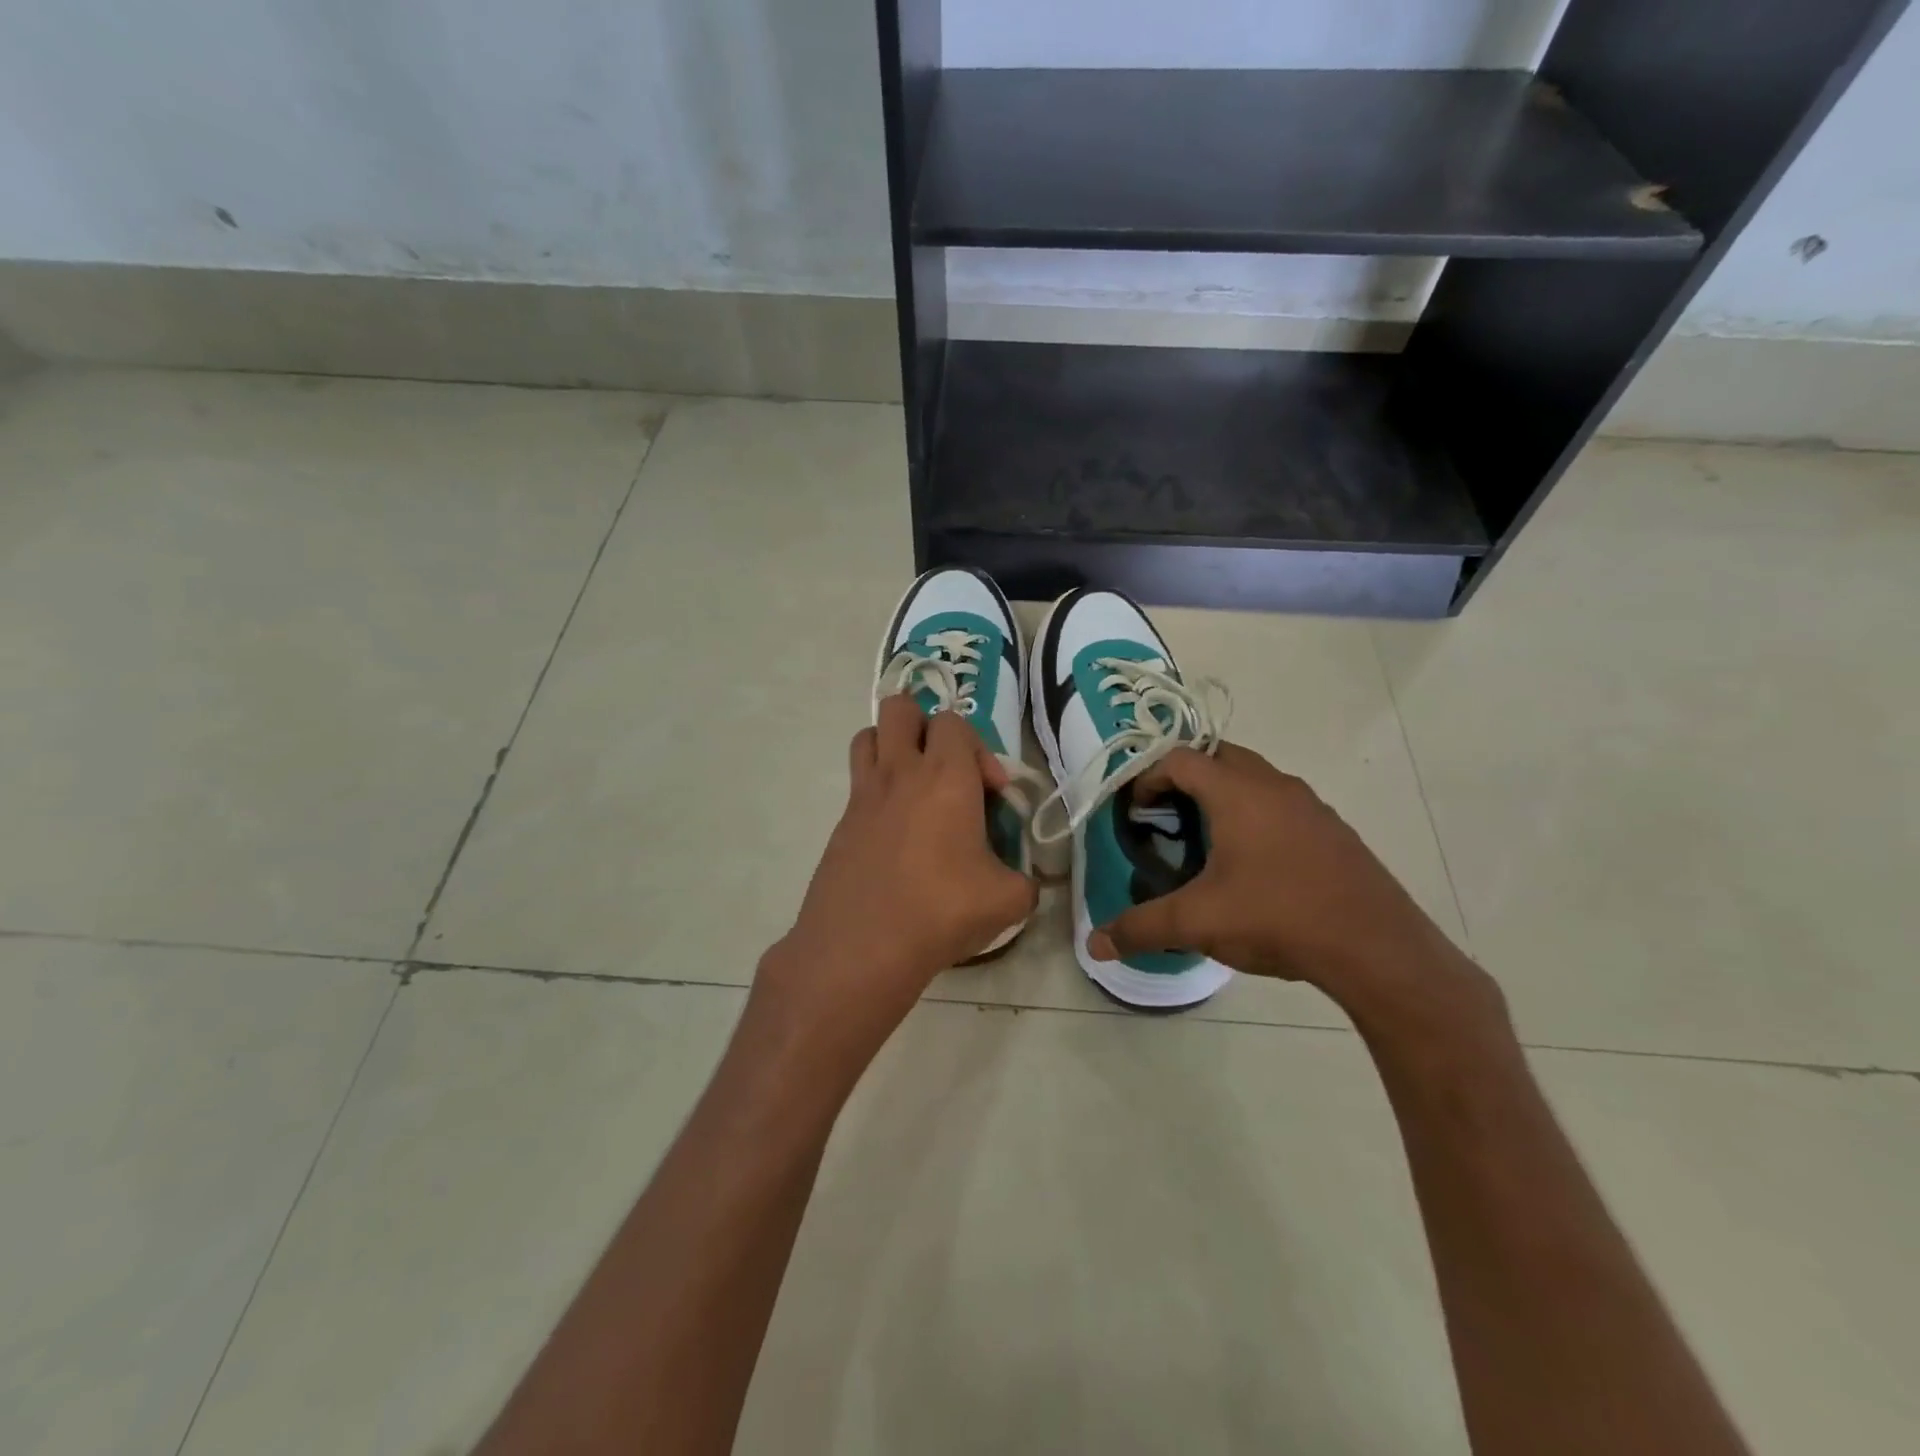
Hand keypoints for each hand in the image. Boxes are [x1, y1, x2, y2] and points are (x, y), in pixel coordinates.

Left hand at [754, 695, 1036, 1074]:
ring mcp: (864, 795)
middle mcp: (901, 772)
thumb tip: (1024, 882)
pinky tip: (895, 835)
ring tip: (915, 787)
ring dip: (893, 747)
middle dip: (926, 727)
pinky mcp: (841, 823)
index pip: (956, 723)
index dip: (980, 750)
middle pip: (900, 709)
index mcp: (946, 776)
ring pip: (869, 736)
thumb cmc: (941, 911)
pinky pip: (857, 783)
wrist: (862, 945)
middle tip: (947, 771)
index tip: (992, 794)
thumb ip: (1025, 882)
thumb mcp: (1008, 900)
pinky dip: (877, 791)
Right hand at [1089, 743, 1495, 1025]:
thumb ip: (1141, 928)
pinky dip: (1257, 816)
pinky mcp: (1333, 830)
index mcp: (1237, 793)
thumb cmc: (1277, 917)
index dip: (1148, 778)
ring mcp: (1310, 806)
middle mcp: (1274, 785)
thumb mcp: (1198, 923)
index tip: (1137, 812)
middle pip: (1219, 757)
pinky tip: (1255, 865)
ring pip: (1255, 779)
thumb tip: (1095, 944)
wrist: (1376, 948)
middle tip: (1167, 818)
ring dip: (1224, 795)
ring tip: (1206, 841)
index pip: (1180, 758)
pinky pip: (1282, 804)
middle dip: (1186, 779)